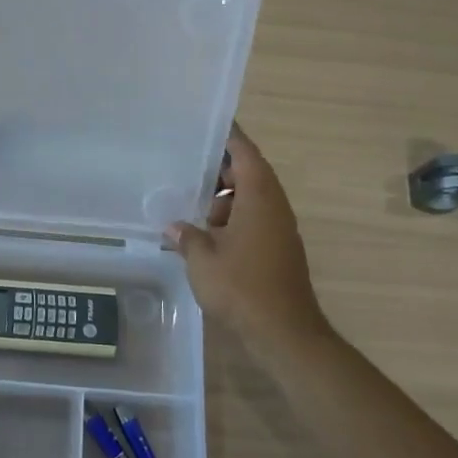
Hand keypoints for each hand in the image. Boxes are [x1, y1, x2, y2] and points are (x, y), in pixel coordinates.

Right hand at [168, 124, 329, 349]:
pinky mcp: (277, 251)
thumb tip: (174, 227)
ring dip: (223, 201)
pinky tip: (205, 236)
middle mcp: (274, 207)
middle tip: (186, 169)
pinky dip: (231, 220)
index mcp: (259, 198)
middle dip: (219, 172)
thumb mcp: (202, 259)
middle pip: (249, 174)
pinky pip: (252, 221)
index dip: (228, 137)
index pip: (245, 153)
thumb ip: (187, 237)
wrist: (283, 332)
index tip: (206, 126)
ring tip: (189, 206)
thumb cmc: (241, 287)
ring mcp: (278, 230)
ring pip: (250, 201)